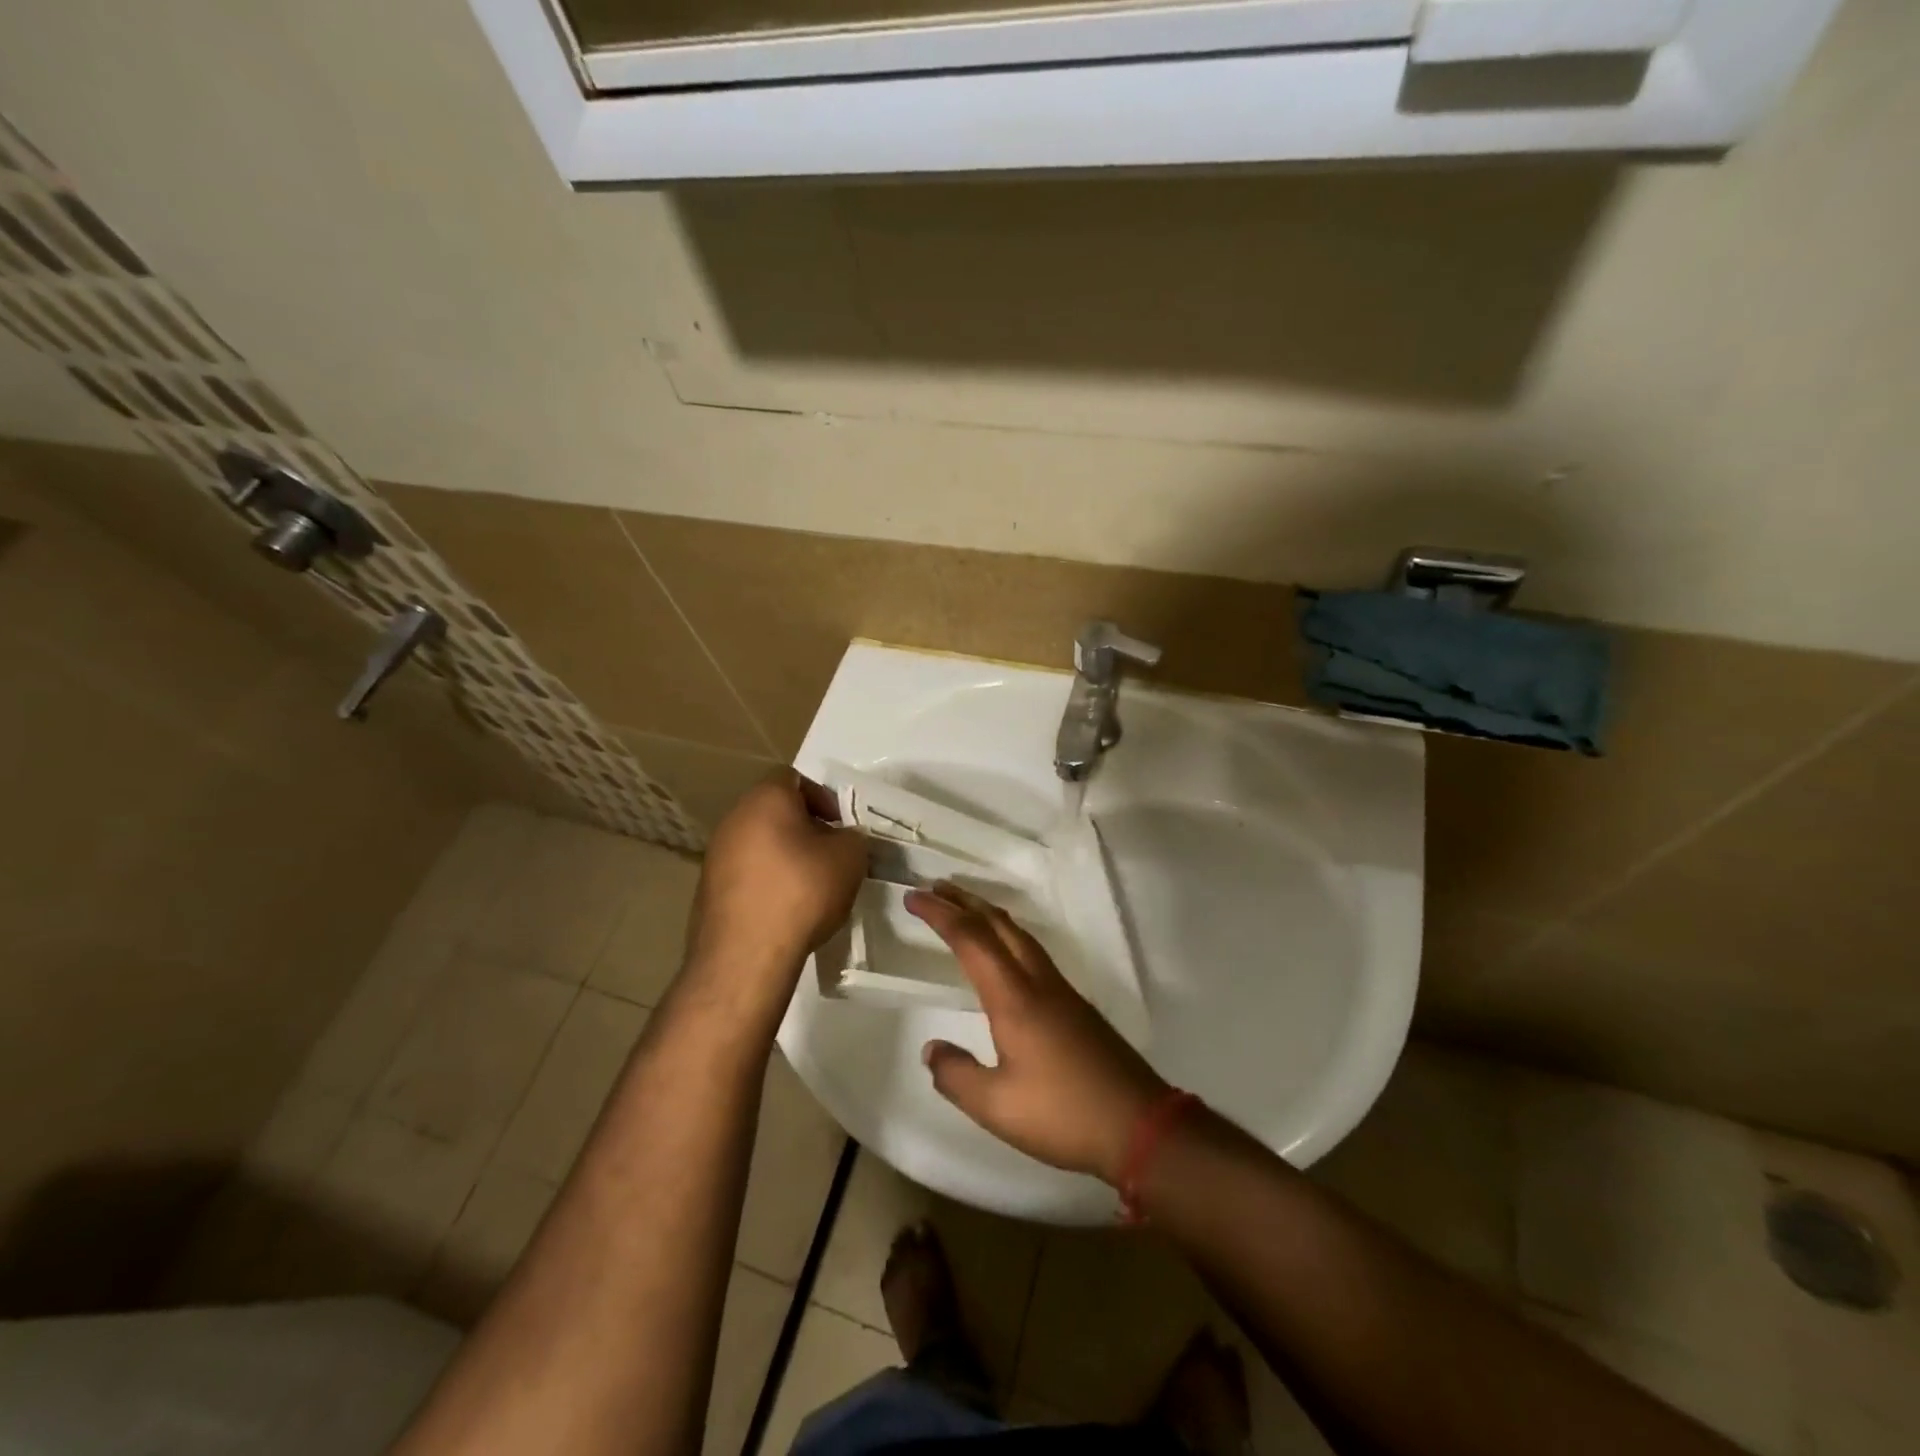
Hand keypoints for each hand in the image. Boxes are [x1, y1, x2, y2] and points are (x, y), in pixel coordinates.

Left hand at [685, 771, 866, 1012]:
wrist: (746, 955)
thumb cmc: (802, 891)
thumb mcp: (850, 858)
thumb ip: (852, 837)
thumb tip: (843, 839)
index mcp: (766, 799)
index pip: (793, 777)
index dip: (822, 796)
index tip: (840, 825)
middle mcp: (734, 818)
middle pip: (774, 810)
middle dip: (804, 828)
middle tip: (829, 854)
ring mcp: (715, 855)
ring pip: (759, 842)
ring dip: (784, 856)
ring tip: (810, 885)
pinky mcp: (707, 889)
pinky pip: (746, 873)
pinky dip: (766, 881)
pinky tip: (785, 909)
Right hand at [906, 883, 1168, 1184]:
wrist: (1139, 1124)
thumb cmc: (1063, 1114)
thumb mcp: (997, 1106)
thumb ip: (956, 1076)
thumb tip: (931, 1049)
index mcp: (1014, 998)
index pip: (971, 940)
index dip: (940, 914)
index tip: (914, 897)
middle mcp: (1038, 982)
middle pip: (999, 925)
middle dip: (965, 901)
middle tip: (935, 887)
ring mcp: (1061, 990)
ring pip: (1020, 935)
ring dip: (988, 915)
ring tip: (965, 909)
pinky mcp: (1076, 1005)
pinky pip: (1033, 951)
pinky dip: (1008, 935)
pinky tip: (1005, 952)